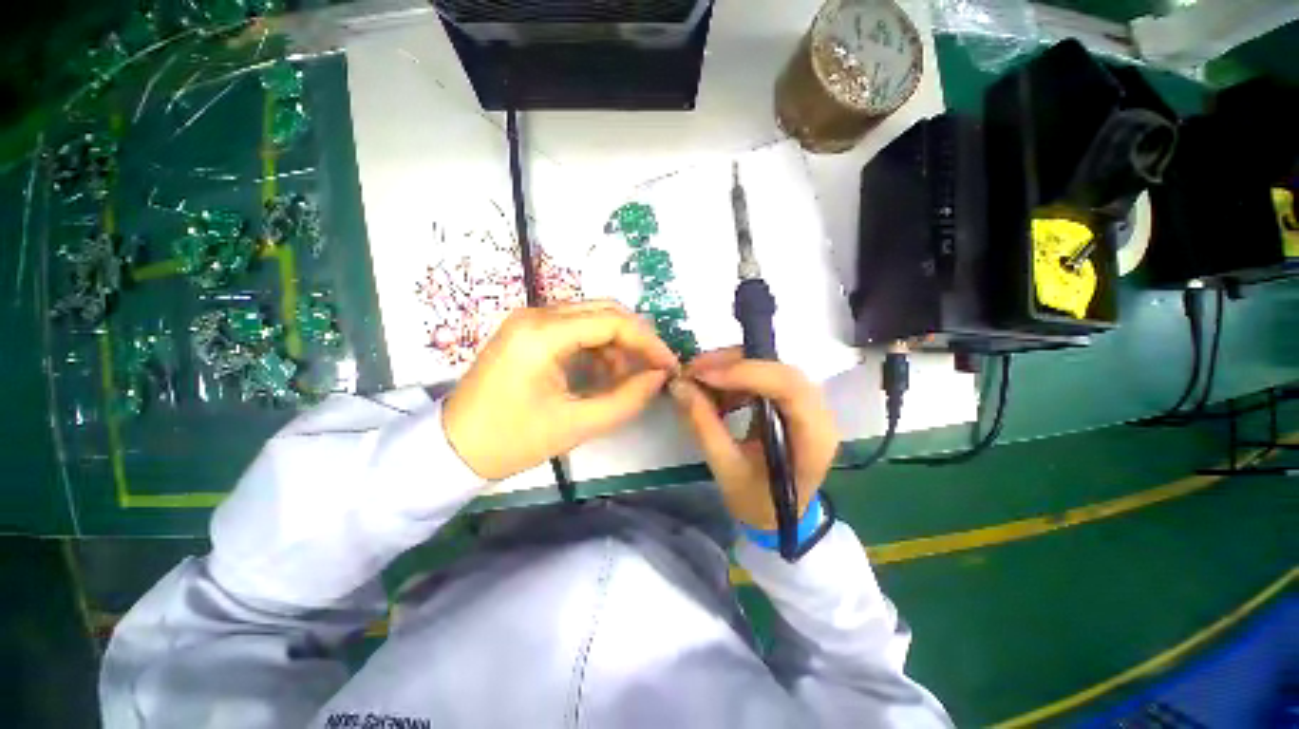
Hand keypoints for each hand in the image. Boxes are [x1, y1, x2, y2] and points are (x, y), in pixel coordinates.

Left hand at [443, 301, 678, 479]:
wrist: (452, 448)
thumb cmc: (511, 440)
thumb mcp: (576, 424)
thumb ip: (626, 399)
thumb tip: (659, 377)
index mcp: (543, 334)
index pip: (613, 321)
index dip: (648, 342)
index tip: (668, 367)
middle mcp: (537, 314)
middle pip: (605, 312)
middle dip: (636, 340)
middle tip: (654, 370)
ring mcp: (530, 320)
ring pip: (593, 318)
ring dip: (618, 345)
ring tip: (628, 379)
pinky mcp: (529, 332)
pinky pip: (576, 329)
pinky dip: (598, 348)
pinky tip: (604, 374)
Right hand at [669, 348, 838, 529]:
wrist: (778, 516)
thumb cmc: (757, 501)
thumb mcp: (726, 469)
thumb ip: (704, 426)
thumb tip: (679, 386)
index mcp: (813, 439)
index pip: (788, 387)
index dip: (746, 373)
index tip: (704, 375)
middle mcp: (819, 414)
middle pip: (780, 370)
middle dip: (733, 365)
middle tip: (694, 370)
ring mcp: (808, 405)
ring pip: (771, 368)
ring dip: (732, 368)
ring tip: (699, 380)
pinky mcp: (792, 401)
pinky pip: (764, 376)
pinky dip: (735, 378)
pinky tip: (715, 391)